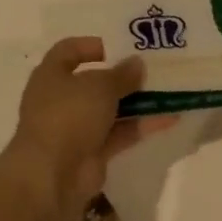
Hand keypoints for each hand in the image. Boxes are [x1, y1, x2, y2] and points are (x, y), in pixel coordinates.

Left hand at [0, 37, 173, 220]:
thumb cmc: (68, 116)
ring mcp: (77, 127)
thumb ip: (122, 74)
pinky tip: (170, 117)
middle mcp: (62, 99)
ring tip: (169, 90)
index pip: (69, 51)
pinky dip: (142, 125)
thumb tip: (137, 64)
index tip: (122, 46)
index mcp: (51, 75)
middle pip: (95, 82)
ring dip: (138, 101)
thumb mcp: (99, 86)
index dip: (93, 45)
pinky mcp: (93, 151)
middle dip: (124, 76)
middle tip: (154, 69)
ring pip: (111, 109)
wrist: (53, 174)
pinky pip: (121, 133)